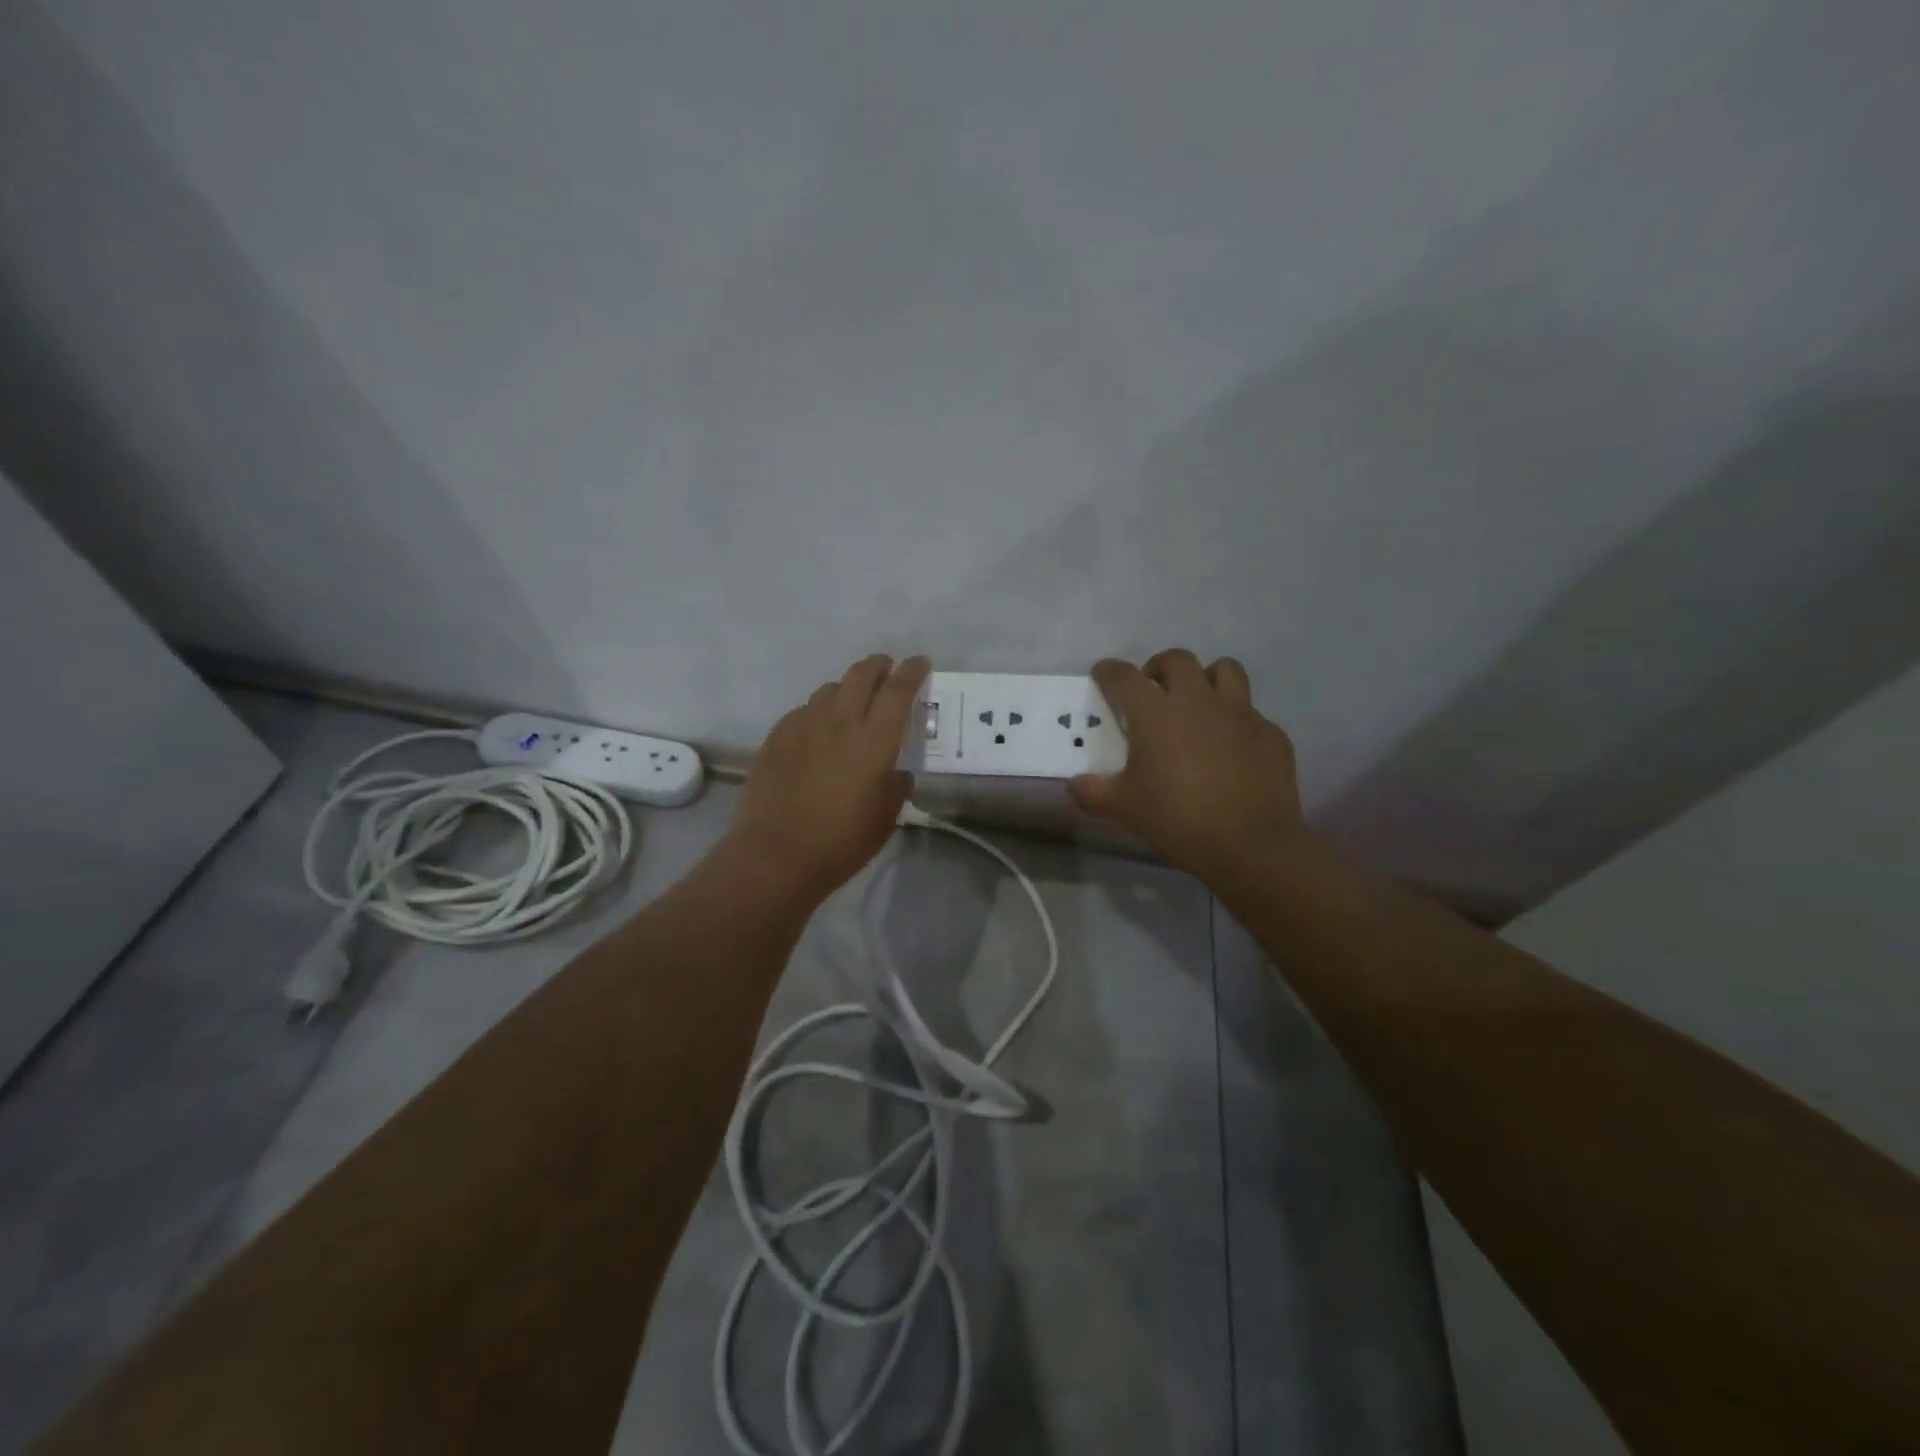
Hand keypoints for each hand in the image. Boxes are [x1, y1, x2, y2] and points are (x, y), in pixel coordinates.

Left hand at [727, 654, 930, 903]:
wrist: (776, 855)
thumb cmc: (842, 841)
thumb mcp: (886, 817)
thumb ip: (896, 785)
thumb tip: (897, 771)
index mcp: (874, 739)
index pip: (899, 689)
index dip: (913, 671)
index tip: (920, 662)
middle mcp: (839, 721)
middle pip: (861, 674)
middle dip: (879, 666)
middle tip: (887, 671)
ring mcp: (803, 725)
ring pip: (829, 689)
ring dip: (847, 689)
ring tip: (851, 703)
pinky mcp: (776, 736)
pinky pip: (803, 711)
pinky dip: (818, 712)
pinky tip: (818, 732)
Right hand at [1069, 650, 1310, 886]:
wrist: (1251, 845)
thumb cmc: (1177, 820)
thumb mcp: (1123, 809)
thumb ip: (1092, 792)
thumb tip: (1075, 784)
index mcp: (1155, 713)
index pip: (1124, 676)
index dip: (1108, 671)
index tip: (1102, 675)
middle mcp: (1198, 700)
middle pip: (1176, 660)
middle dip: (1158, 669)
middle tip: (1152, 693)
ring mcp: (1240, 713)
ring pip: (1224, 670)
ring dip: (1205, 679)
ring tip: (1197, 704)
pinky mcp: (1270, 733)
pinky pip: (1251, 712)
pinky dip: (1235, 721)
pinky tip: (1231, 749)